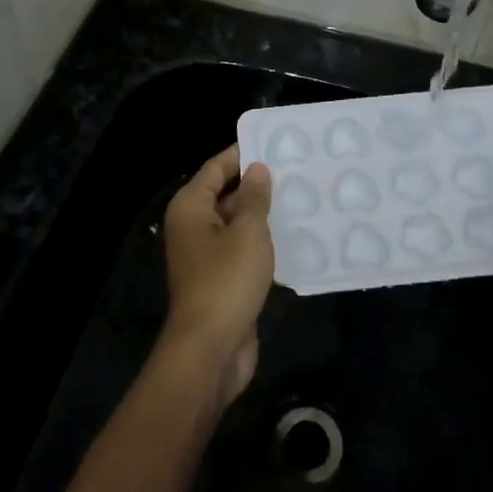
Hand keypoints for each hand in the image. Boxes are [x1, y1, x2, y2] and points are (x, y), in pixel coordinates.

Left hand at [161, 145, 274, 404]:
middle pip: (224, 195)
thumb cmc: (226, 281)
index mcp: (190, 208)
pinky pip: (243, 251)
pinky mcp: (222, 280)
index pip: (215, 168)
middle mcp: (193, 227)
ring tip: (302, 197)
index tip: (273, 142)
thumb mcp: (247, 232)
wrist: (210, 349)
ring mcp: (206, 256)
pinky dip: (263, 243)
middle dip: (256, 184)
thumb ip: (254, 198)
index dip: (241, 154)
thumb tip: (256, 169)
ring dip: (263, 215)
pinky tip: (294, 237)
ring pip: (236, 225)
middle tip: (296, 170)